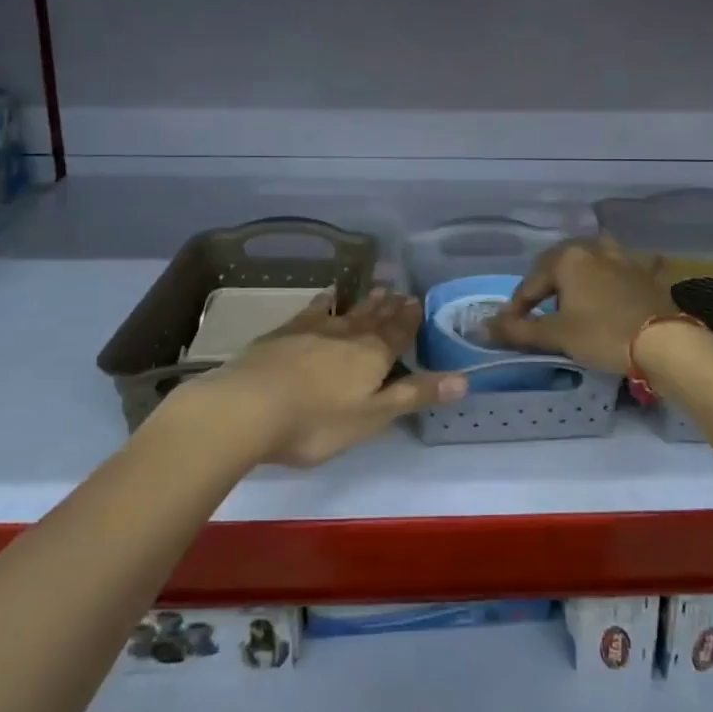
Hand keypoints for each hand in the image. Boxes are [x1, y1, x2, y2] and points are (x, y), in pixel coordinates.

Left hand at [176, 289, 466, 467]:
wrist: (248, 407)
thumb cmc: (315, 422)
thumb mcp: (372, 417)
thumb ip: (414, 396)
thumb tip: (464, 380)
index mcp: (372, 356)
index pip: (398, 333)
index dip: (409, 320)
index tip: (418, 301)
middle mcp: (347, 335)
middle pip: (374, 318)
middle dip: (390, 307)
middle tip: (401, 291)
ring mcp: (313, 330)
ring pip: (347, 311)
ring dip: (364, 302)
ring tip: (377, 289)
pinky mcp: (283, 333)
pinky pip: (312, 310)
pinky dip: (325, 301)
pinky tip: (327, 295)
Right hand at [489, 237, 678, 375]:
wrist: (663, 342)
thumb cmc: (602, 334)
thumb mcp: (556, 335)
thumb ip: (518, 330)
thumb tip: (482, 328)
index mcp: (567, 258)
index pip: (531, 282)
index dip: (517, 306)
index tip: (510, 328)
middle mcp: (593, 249)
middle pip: (560, 263)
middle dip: (547, 283)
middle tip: (539, 309)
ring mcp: (624, 259)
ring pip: (595, 257)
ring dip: (583, 270)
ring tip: (576, 291)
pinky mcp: (647, 274)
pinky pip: (632, 266)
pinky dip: (627, 271)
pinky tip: (629, 274)